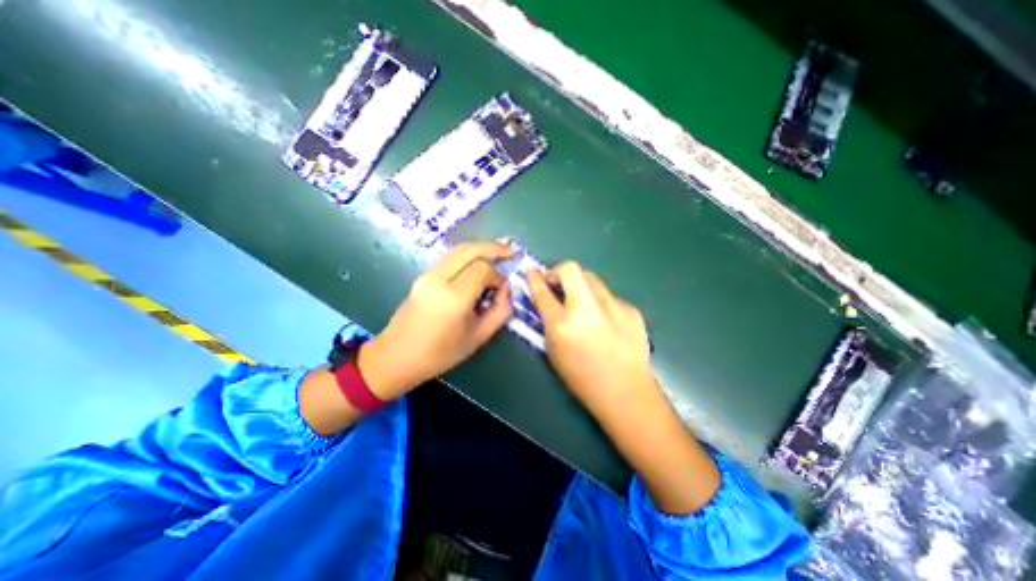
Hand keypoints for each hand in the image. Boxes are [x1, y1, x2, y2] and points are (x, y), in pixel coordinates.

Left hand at [360, 241, 515, 398]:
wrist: (396, 356)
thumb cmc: (440, 353)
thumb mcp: (478, 338)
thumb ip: (499, 312)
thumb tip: (507, 291)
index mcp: (453, 298)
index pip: (482, 270)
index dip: (498, 276)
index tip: (503, 290)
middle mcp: (439, 279)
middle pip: (470, 250)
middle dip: (493, 247)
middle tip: (511, 251)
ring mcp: (427, 274)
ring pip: (458, 249)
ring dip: (480, 248)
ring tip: (499, 252)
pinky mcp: (423, 275)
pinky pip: (450, 257)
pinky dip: (468, 254)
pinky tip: (478, 261)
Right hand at [530, 262, 717, 512]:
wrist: (626, 391)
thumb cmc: (582, 377)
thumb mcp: (553, 351)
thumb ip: (548, 322)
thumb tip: (548, 301)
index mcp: (562, 324)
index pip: (542, 291)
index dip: (535, 279)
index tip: (532, 273)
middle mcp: (586, 309)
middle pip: (570, 269)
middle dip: (559, 271)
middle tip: (559, 284)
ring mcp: (612, 306)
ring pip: (592, 278)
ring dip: (581, 286)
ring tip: (584, 304)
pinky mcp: (630, 309)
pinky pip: (609, 297)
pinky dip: (602, 303)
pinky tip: (607, 322)